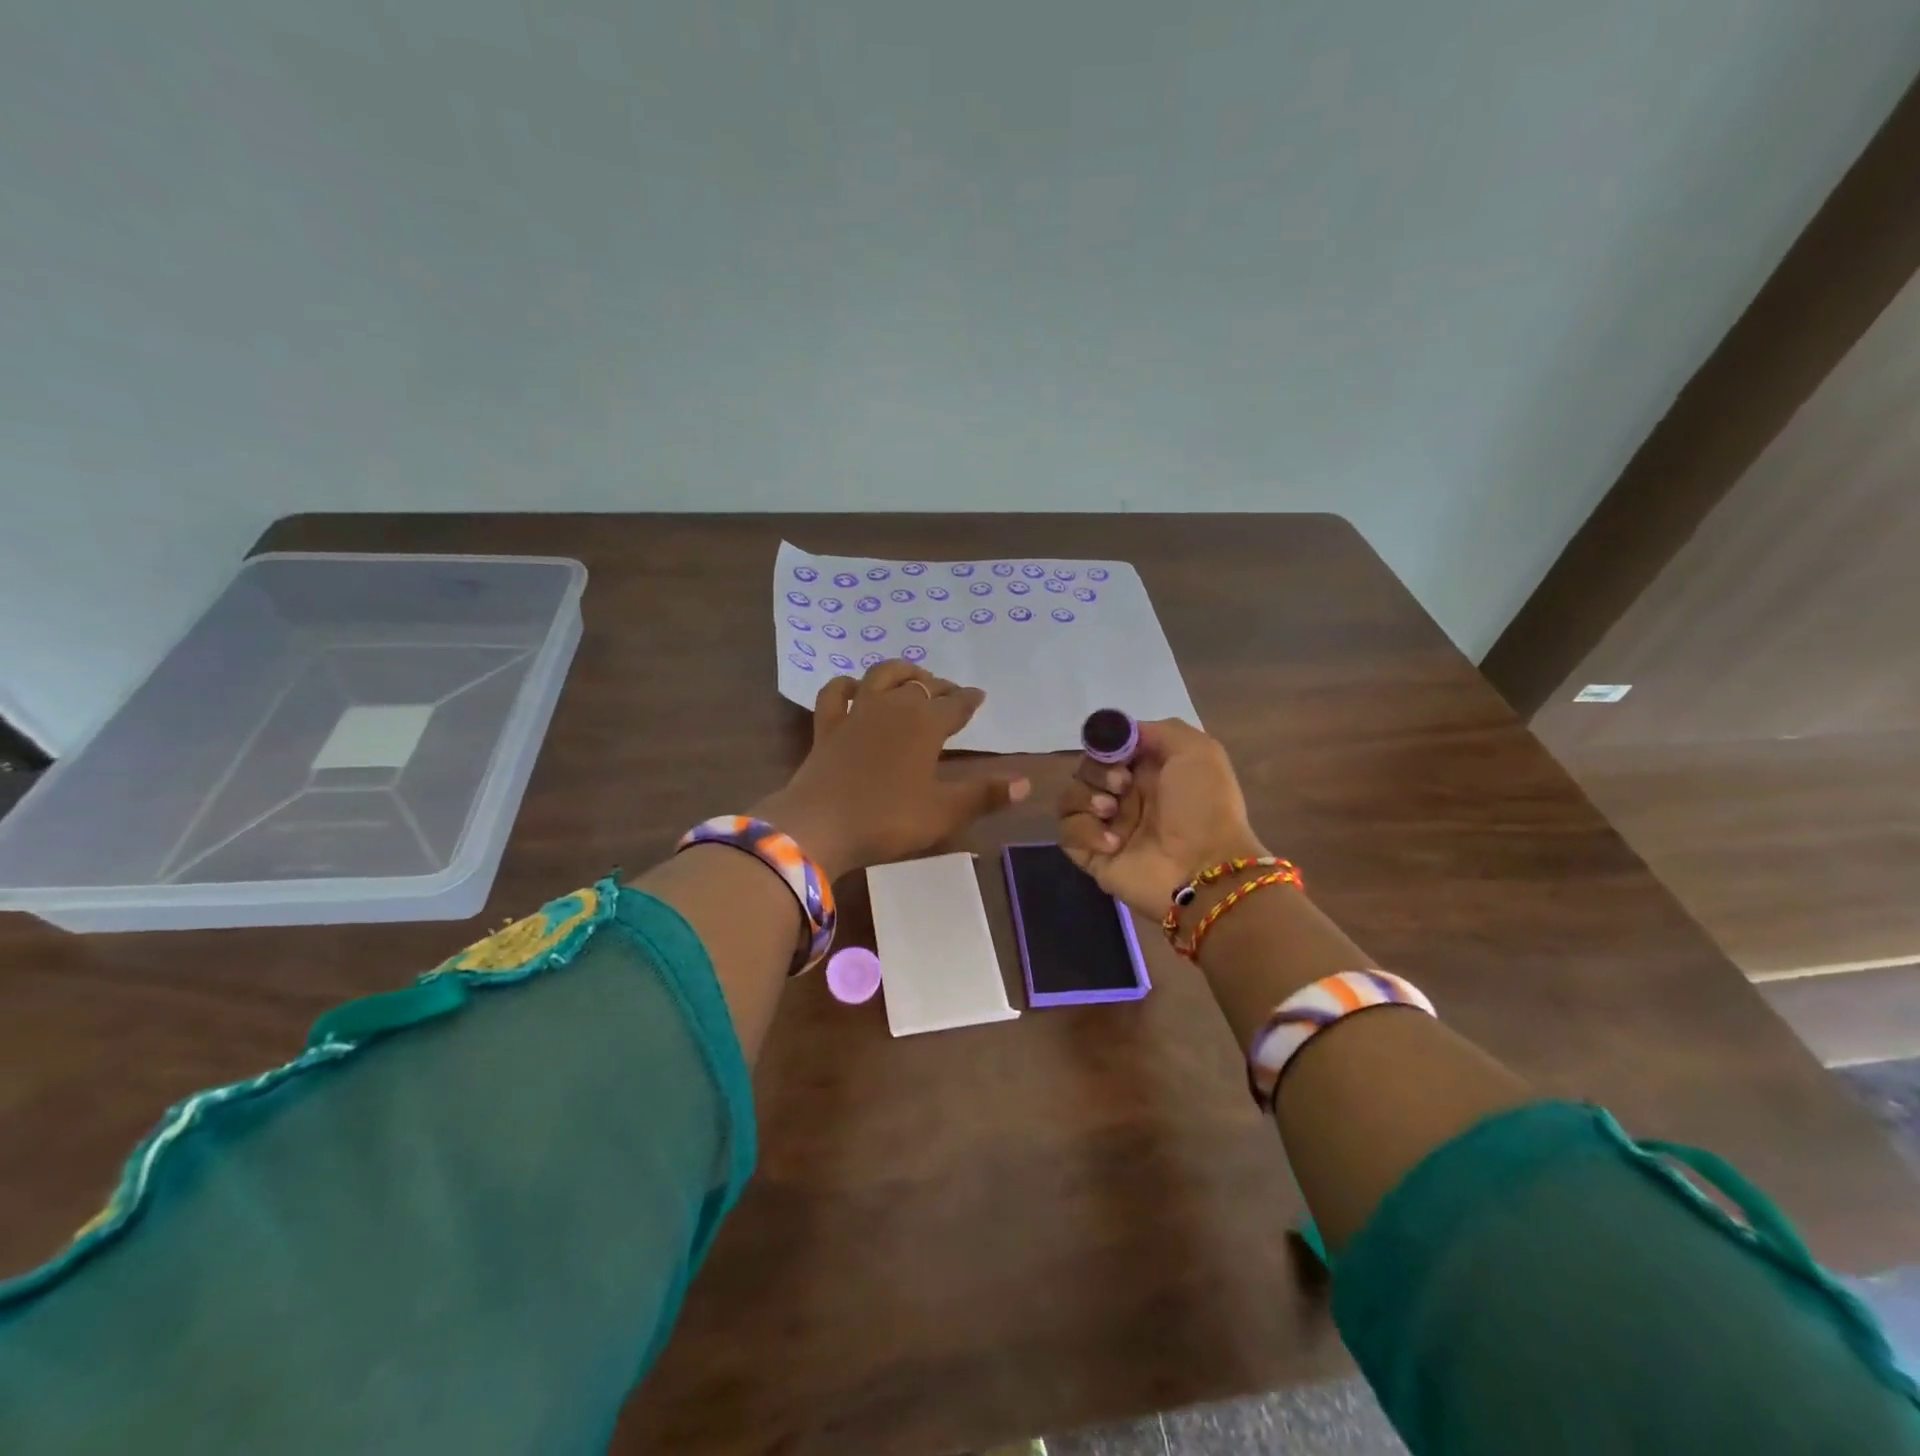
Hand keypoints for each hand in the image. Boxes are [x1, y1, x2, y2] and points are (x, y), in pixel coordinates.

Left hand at [756, 660, 1029, 879]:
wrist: (819, 827)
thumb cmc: (887, 819)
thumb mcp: (943, 812)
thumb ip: (985, 794)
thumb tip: (1027, 783)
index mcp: (925, 725)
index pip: (955, 704)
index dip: (969, 700)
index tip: (978, 696)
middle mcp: (892, 708)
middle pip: (920, 686)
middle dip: (939, 687)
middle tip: (949, 693)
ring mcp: (856, 714)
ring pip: (880, 676)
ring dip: (900, 672)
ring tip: (911, 676)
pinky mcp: (827, 727)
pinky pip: (835, 694)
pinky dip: (846, 685)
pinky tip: (853, 687)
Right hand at [1056, 718, 1265, 915]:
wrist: (1205, 869)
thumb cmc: (1204, 807)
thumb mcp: (1197, 751)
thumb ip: (1158, 730)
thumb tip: (1121, 734)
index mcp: (1150, 771)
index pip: (1109, 748)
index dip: (1106, 745)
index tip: (1116, 752)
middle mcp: (1126, 796)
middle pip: (1086, 768)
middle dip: (1098, 771)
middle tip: (1121, 786)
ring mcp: (1108, 826)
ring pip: (1070, 797)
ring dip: (1086, 798)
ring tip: (1111, 812)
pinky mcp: (1093, 854)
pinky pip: (1067, 832)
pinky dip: (1085, 831)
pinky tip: (1112, 842)